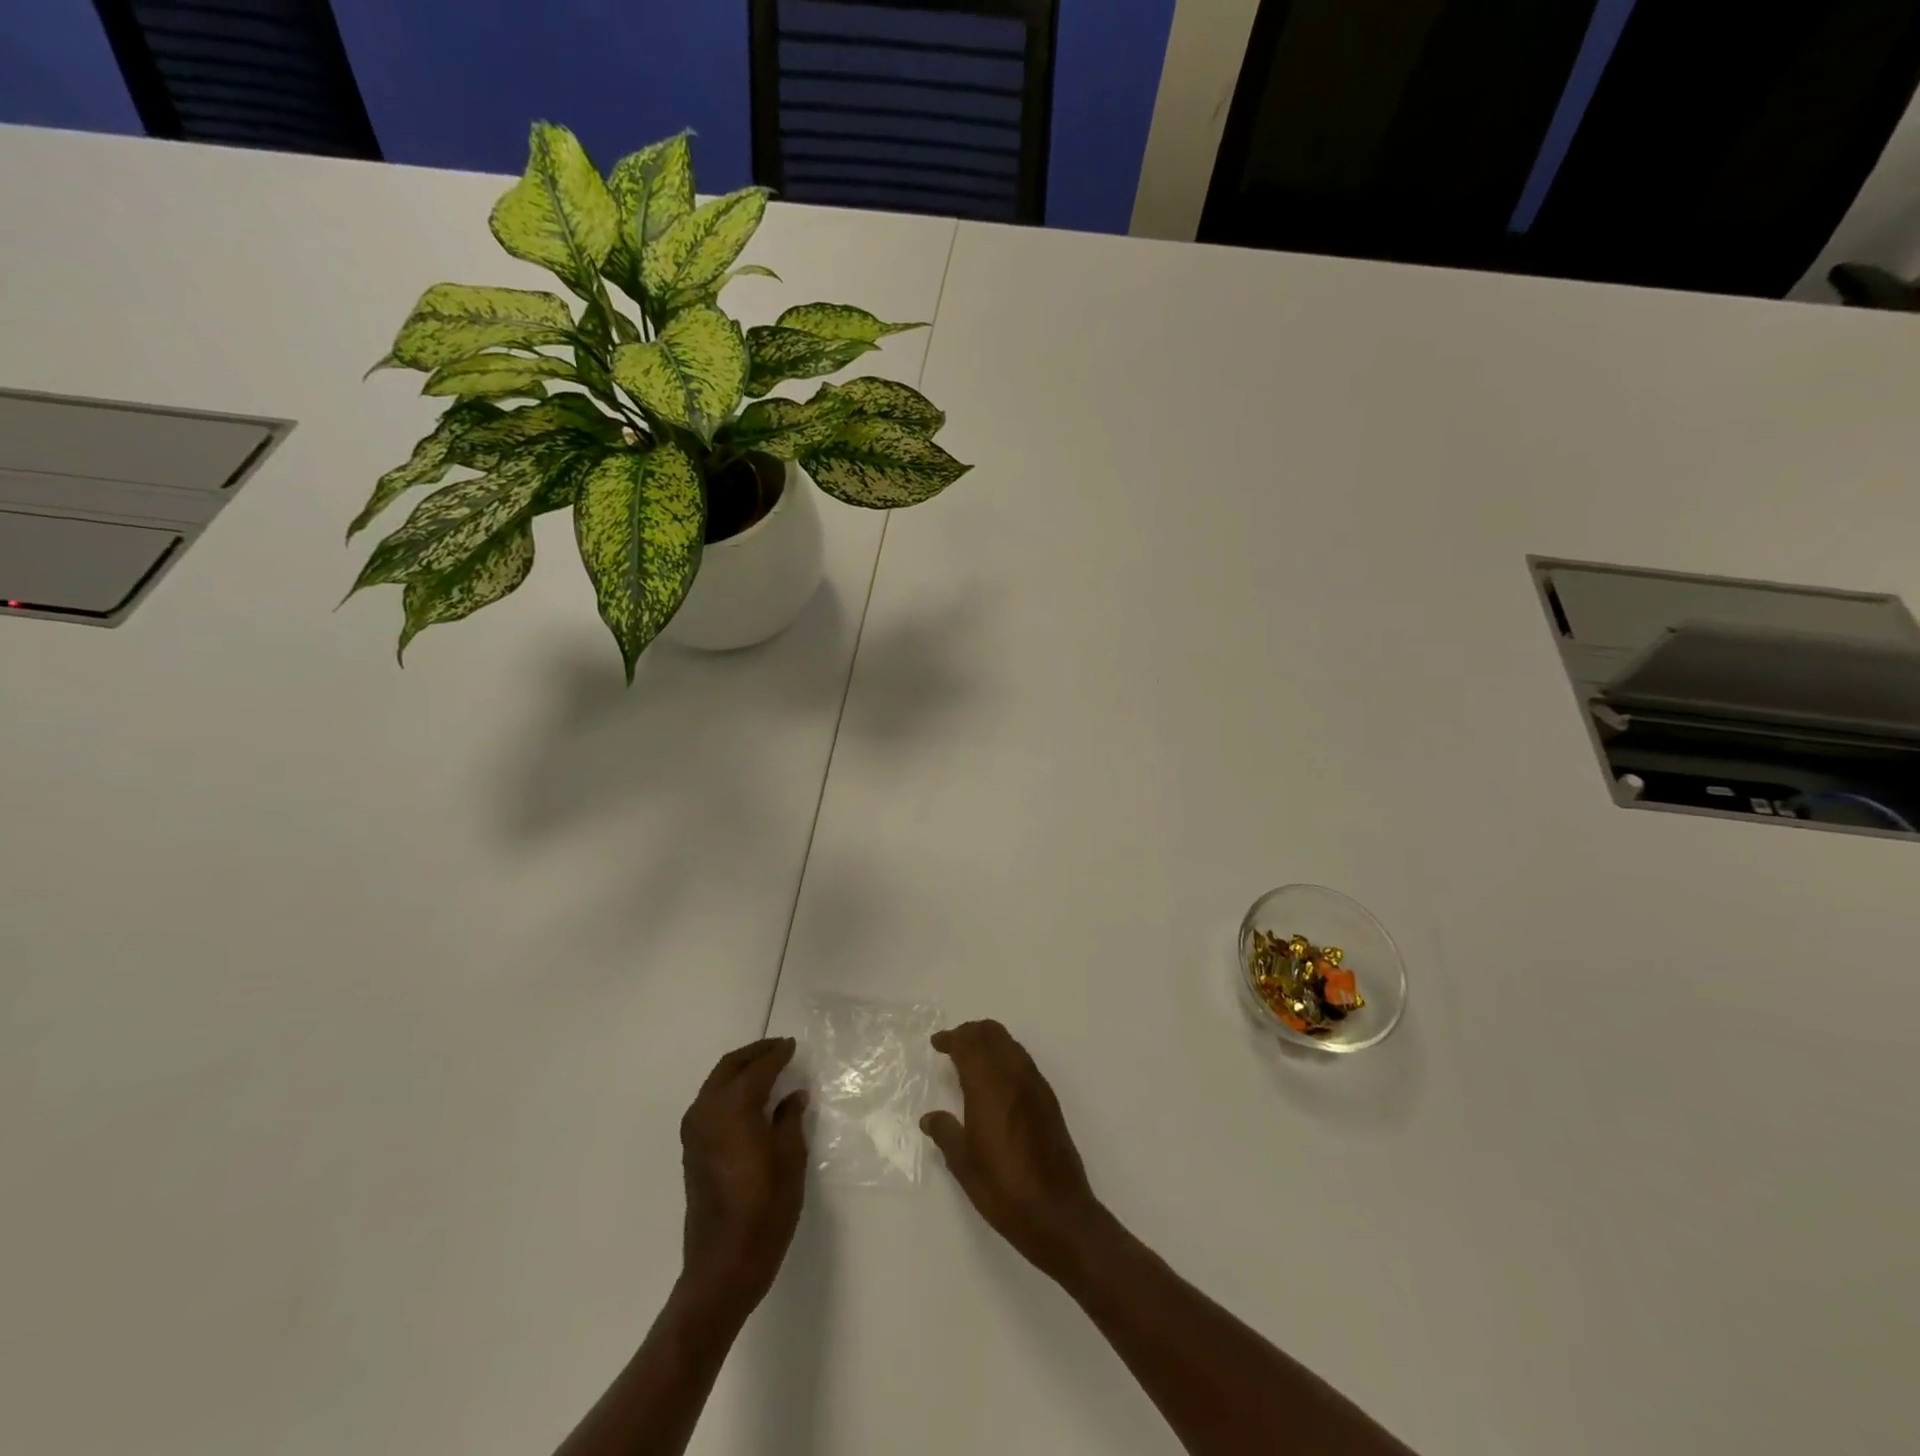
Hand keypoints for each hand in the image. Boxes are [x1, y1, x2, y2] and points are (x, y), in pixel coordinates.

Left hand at [678, 1037, 808, 1312]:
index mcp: (733, 1106)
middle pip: (730, 1067)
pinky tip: (750, 1098)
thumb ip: (790, 1118)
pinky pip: (710, 1101)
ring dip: (740, 1070)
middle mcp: (708, 1110)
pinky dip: (729, 1089)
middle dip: (755, 1054)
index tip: (794, 1045)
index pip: (759, 1068)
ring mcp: (694, 1130)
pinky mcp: (691, 1149)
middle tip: (780, 1048)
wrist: (723, 1264)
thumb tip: (794, 1096)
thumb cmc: (765, 1208)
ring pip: (716, 1082)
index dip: (778, 1054)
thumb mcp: (790, 1158)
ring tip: (767, 1069)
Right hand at [921, 1020, 1103, 1278]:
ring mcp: (1035, 1086)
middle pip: (993, 1034)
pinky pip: (1024, 1062)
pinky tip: (998, 1081)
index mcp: (989, 1086)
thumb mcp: (965, 1164)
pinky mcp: (1049, 1100)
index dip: (952, 1038)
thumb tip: (930, 1118)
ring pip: (1011, 1044)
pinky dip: (1007, 1057)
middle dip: (971, 1032)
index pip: (969, 1044)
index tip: (937, 1043)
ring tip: (973, 1058)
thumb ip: (946, 1133)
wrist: (1058, 1212)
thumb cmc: (1004, 1189)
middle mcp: (1014, 1076)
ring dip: (991, 1042)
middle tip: (954, 1044)